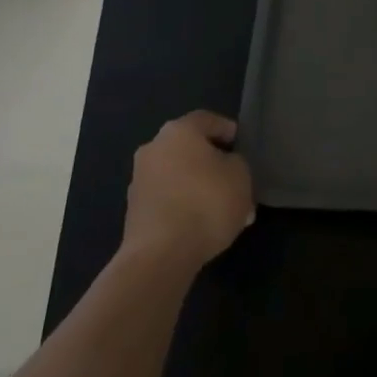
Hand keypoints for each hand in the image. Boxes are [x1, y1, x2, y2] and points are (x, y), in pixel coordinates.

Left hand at [121, 111, 254, 275]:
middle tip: (235, 181)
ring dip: (199, 188)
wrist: (159, 256)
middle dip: (213, 164)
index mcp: (179, 130)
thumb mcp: (240, 175)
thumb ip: (237, 163)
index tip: (242, 147)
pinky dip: (184, 207)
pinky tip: (203, 227)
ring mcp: (140, 181)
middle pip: (190, 149)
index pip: (208, 120)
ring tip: (223, 212)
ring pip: (179, 176)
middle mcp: (154, 148)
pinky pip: (168, 200)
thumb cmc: (206, 203)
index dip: (228, 131)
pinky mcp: (134, 212)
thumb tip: (226, 169)